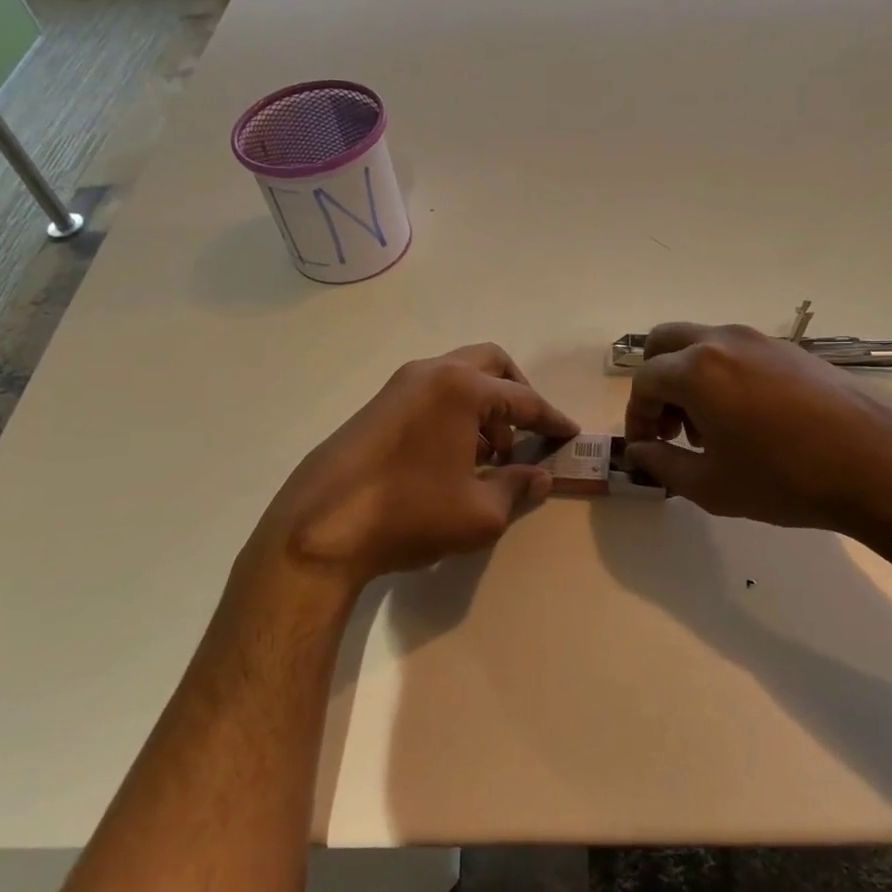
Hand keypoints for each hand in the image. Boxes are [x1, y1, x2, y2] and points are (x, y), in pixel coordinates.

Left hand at [254, 344, 578, 590]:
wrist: (320, 527)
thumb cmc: (409, 515)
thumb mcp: (480, 513)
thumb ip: (518, 488)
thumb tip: (541, 477)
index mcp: (461, 388)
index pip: (524, 398)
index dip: (552, 419)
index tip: (570, 434)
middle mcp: (431, 372)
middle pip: (491, 364)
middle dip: (517, 394)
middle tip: (528, 432)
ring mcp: (398, 385)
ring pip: (458, 377)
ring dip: (484, 405)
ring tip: (490, 454)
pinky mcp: (376, 405)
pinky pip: (431, 393)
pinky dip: (454, 412)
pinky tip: (452, 456)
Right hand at [623, 322, 891, 541]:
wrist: (881, 465)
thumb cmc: (784, 479)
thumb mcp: (710, 486)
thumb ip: (661, 465)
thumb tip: (639, 452)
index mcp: (696, 369)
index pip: (644, 381)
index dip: (636, 416)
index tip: (646, 448)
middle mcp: (724, 341)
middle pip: (665, 343)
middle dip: (656, 383)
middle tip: (671, 427)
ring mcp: (762, 340)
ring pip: (703, 344)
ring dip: (690, 378)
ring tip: (712, 429)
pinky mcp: (793, 350)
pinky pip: (739, 352)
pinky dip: (724, 375)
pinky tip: (751, 421)